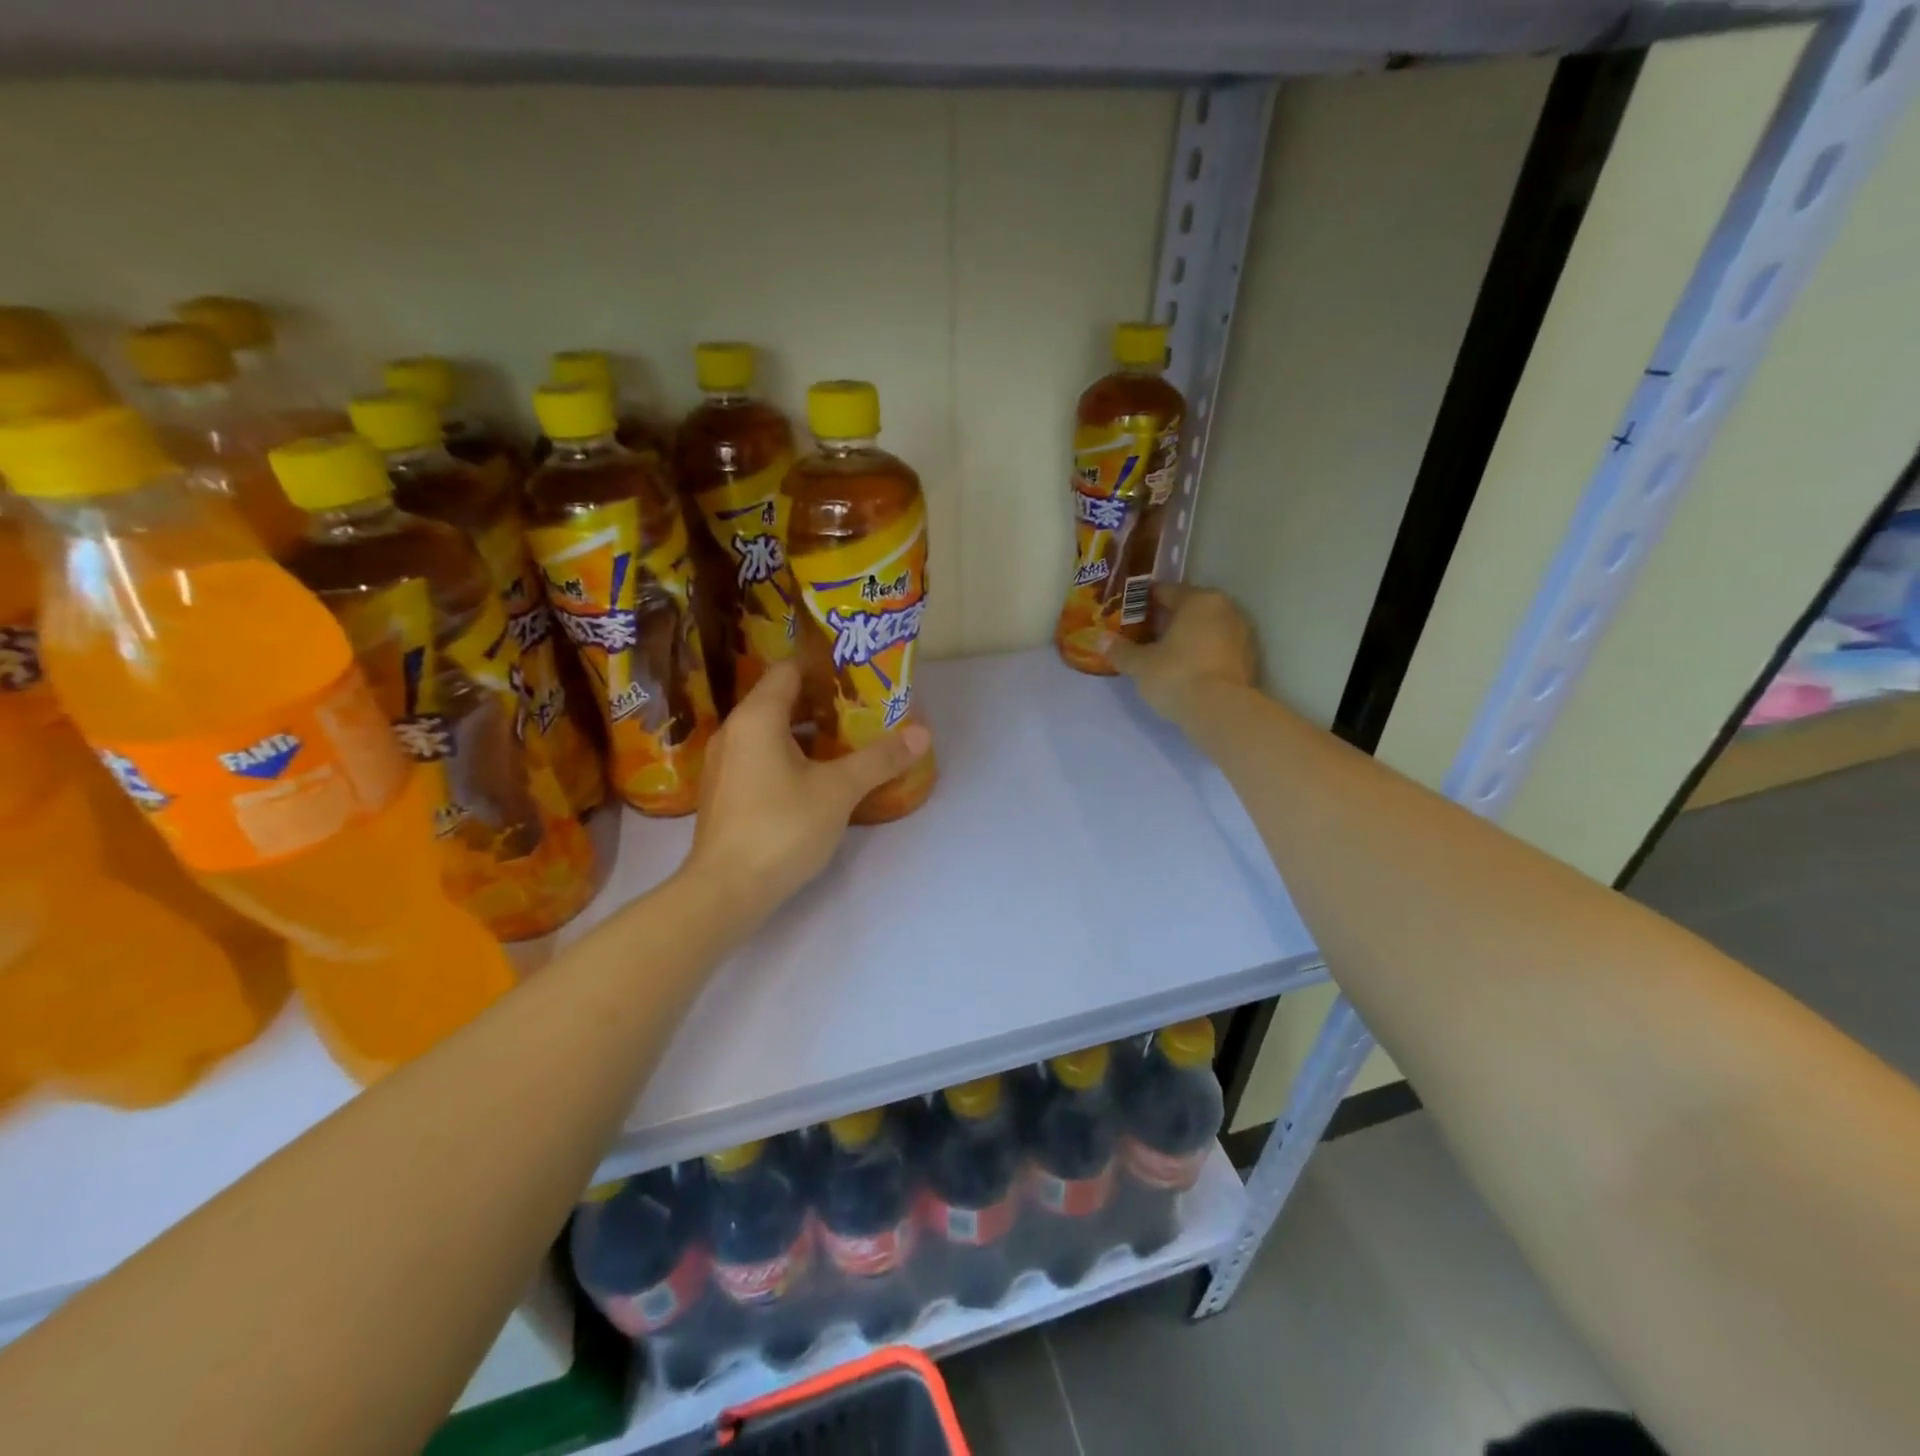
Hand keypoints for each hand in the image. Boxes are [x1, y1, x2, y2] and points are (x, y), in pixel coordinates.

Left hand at [682, 661, 932, 911]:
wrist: (726, 890)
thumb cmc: (782, 827)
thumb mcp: (839, 790)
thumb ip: (880, 759)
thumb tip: (923, 733)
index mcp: (757, 717)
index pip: (789, 670)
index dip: (824, 667)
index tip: (858, 674)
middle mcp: (734, 731)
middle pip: (781, 700)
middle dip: (823, 702)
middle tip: (864, 708)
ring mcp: (726, 764)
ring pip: (772, 732)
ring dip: (808, 733)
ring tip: (849, 740)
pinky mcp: (726, 792)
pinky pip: (761, 758)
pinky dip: (790, 756)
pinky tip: (819, 777)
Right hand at [1104, 585, 1257, 722]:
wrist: (1221, 712)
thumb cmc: (1177, 675)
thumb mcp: (1140, 665)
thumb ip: (1120, 650)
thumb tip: (1101, 640)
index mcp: (1198, 600)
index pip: (1166, 591)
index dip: (1143, 601)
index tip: (1127, 612)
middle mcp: (1225, 609)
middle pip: (1188, 608)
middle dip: (1166, 619)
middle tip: (1142, 634)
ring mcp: (1242, 634)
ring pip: (1205, 628)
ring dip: (1186, 636)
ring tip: (1161, 653)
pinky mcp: (1249, 659)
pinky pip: (1217, 648)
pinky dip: (1201, 653)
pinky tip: (1184, 669)